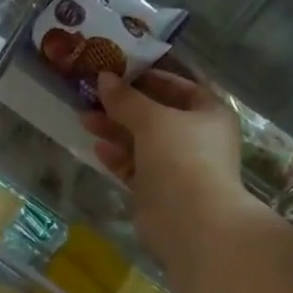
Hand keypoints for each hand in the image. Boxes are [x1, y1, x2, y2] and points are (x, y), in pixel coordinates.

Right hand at [80, 71, 258, 261]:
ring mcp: (176, 166)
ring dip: (114, 130)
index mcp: (208, 113)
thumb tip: (104, 77)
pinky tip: (96, 147)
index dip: (149, 77)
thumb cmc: (181, 158)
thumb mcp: (153, 120)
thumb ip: (126, 99)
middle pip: (156, 115)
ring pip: (141, 142)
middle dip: (124, 105)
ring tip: (84, 117)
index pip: (179, 87)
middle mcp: (195, 137)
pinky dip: (117, 157)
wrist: (190, 221)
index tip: (118, 70)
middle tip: (92, 95)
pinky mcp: (157, 190)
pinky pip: (134, 167)